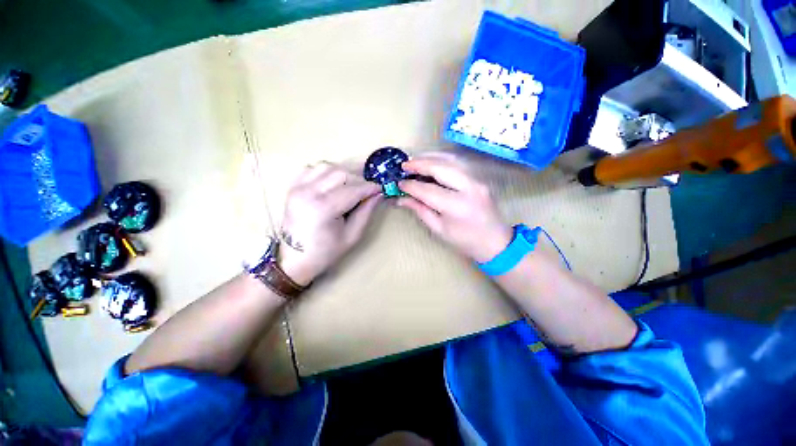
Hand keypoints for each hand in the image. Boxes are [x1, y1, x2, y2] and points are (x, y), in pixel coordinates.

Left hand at [279, 162, 381, 285]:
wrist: (294, 259)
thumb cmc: (326, 252)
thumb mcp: (352, 236)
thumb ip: (366, 212)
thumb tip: (378, 193)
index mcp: (324, 209)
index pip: (353, 189)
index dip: (370, 187)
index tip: (380, 189)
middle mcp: (308, 192)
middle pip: (341, 173)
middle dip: (359, 179)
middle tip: (367, 190)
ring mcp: (297, 187)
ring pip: (327, 166)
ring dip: (343, 173)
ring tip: (351, 185)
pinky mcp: (293, 187)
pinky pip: (312, 168)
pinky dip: (326, 171)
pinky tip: (333, 182)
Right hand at [397, 153, 511, 262]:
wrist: (495, 241)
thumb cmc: (464, 241)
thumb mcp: (439, 229)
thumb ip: (420, 210)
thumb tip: (401, 198)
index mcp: (456, 207)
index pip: (427, 190)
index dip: (411, 186)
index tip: (399, 183)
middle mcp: (468, 188)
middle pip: (440, 168)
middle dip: (419, 164)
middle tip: (404, 165)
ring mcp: (477, 180)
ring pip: (450, 160)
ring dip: (430, 157)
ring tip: (415, 160)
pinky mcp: (479, 178)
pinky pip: (458, 163)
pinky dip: (442, 159)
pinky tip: (431, 161)